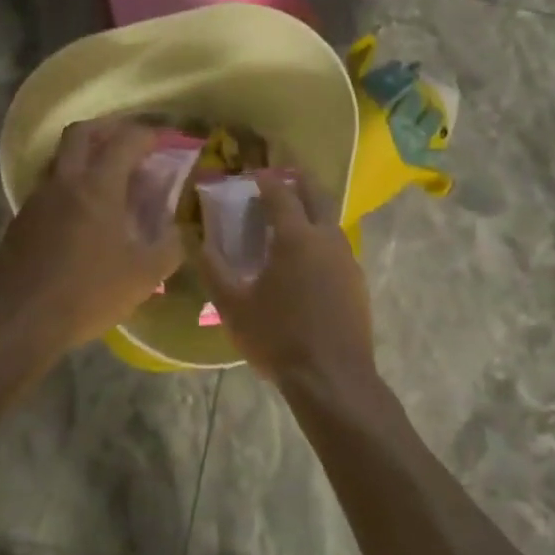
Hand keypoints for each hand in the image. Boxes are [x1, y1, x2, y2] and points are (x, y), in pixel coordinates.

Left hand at [0, 116, 184, 353]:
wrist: (19, 321)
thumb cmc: (87, 293)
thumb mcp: (144, 276)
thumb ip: (169, 247)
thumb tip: (181, 230)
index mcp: (98, 186)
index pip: (126, 140)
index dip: (149, 134)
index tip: (166, 141)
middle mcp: (65, 181)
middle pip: (82, 132)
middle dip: (108, 129)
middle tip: (129, 145)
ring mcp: (38, 199)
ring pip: (61, 159)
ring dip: (84, 158)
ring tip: (107, 181)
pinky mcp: (21, 221)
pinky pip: (48, 189)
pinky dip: (68, 188)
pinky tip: (81, 217)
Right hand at [198, 171, 376, 392]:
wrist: (333, 379)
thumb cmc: (278, 338)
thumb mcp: (234, 306)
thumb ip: (213, 270)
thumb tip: (197, 241)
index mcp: (295, 236)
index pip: (280, 193)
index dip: (266, 180)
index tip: (254, 175)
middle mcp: (326, 237)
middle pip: (315, 196)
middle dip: (298, 183)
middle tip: (281, 180)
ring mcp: (347, 258)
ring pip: (330, 221)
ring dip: (312, 211)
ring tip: (292, 221)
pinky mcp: (358, 281)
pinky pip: (338, 246)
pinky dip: (322, 238)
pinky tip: (310, 259)